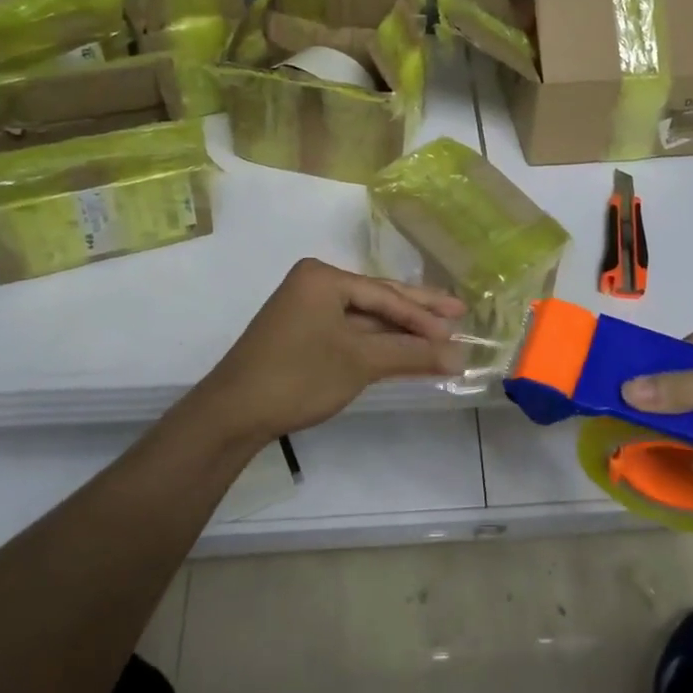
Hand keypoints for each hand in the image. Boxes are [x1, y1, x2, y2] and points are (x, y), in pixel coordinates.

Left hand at [185, 259, 465, 447]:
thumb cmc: (298, 376)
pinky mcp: (301, 334)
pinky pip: (349, 332)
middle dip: (417, 312)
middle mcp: (314, 284)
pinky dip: (376, 343)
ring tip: (439, 335)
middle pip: (376, 299)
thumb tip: (459, 356)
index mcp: (323, 277)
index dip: (423, 316)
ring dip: (399, 331)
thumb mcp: (360, 362)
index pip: (384, 295)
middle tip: (459, 313)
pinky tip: (402, 350)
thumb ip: (411, 355)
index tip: (458, 329)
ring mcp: (305, 309)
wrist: (232, 414)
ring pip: (364, 318)